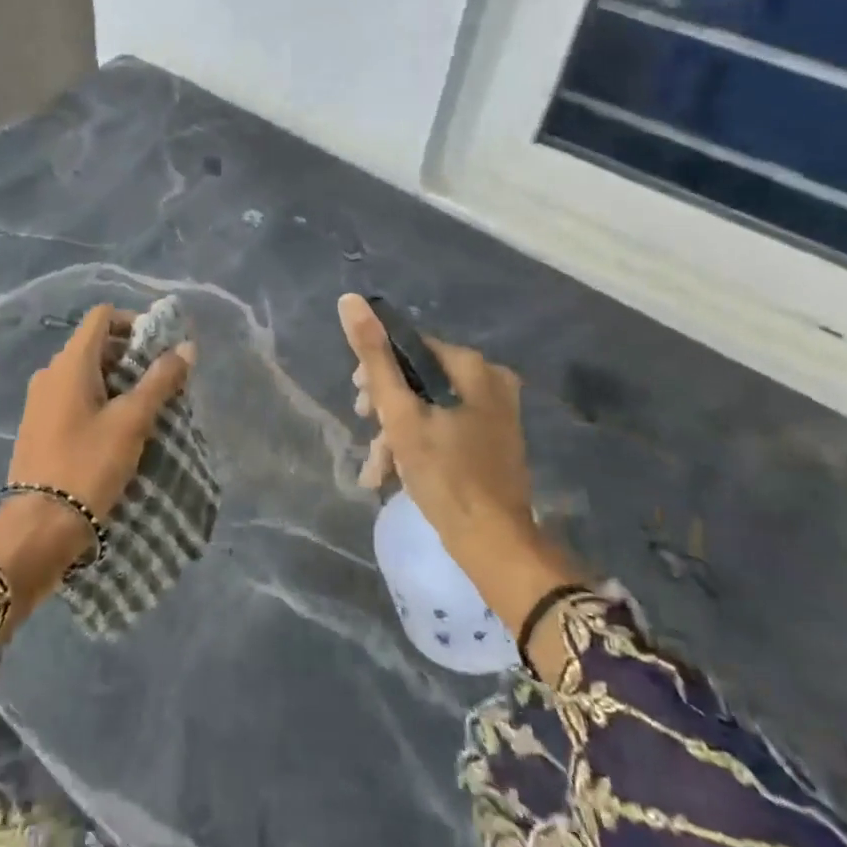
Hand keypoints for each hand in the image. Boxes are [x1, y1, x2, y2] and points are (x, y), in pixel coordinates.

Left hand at [0, 303, 194, 628]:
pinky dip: (97, 400)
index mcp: (70, 362)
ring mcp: (39, 401)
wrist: (36, 531)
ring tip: (142, 410)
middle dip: (130, 356)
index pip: (102, 316)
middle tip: (159, 383)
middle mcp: (50, 372)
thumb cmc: (87, 466)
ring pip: (84, 372)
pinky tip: (115, 431)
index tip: (159, 349)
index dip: (133, 322)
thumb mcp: (132, 422)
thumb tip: (186, 346)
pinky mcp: (37, 426)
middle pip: (95, 344)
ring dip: (116, 380)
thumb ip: (160, 380)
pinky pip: (72, 396)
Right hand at [339, 294, 583, 673]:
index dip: (378, 370)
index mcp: (473, 367)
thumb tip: (350, 300)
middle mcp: (490, 381)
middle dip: (387, 408)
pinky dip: (420, 445)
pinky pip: (446, 427)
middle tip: (368, 431)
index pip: (411, 347)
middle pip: (419, 378)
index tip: (359, 401)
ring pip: (430, 407)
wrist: (495, 546)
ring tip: (377, 469)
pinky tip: (395, 475)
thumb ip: (374, 357)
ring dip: (398, 434)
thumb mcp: (400, 413)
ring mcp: (495, 413)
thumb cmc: (445, 475)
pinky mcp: (493, 441)